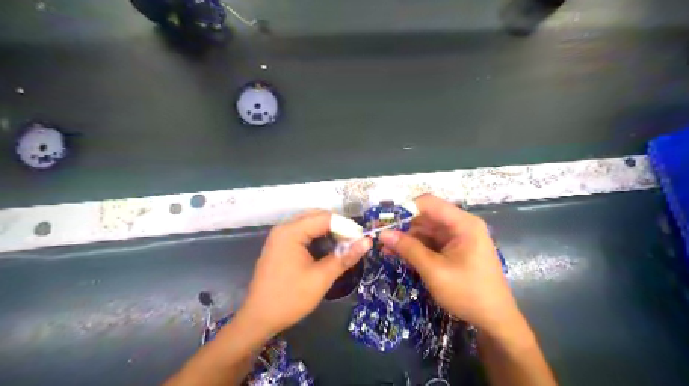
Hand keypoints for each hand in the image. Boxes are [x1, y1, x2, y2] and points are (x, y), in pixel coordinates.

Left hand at [240, 211, 374, 333]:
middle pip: (317, 217)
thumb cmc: (290, 298)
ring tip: (344, 247)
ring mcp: (280, 237)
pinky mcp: (281, 246)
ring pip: (311, 224)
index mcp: (291, 231)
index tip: (362, 239)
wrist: (259, 318)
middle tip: (354, 242)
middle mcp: (284, 228)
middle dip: (338, 227)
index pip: (325, 217)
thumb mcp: (321, 278)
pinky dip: (318, 238)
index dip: (346, 226)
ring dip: (329, 232)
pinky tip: (328, 251)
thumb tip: (367, 242)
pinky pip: (304, 233)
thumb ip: (345, 257)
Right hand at [379, 195, 519, 332]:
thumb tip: (383, 234)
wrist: (495, 319)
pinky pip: (432, 242)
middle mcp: (461, 225)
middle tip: (381, 238)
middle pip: (426, 217)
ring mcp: (458, 237)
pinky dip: (417, 248)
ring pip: (426, 230)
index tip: (384, 221)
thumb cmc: (467, 293)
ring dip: (407, 239)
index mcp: (462, 223)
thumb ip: (408, 249)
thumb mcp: (434, 271)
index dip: (404, 209)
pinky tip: (400, 256)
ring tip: (386, 250)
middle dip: (403, 227)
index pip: (428, 203)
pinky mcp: (455, 249)